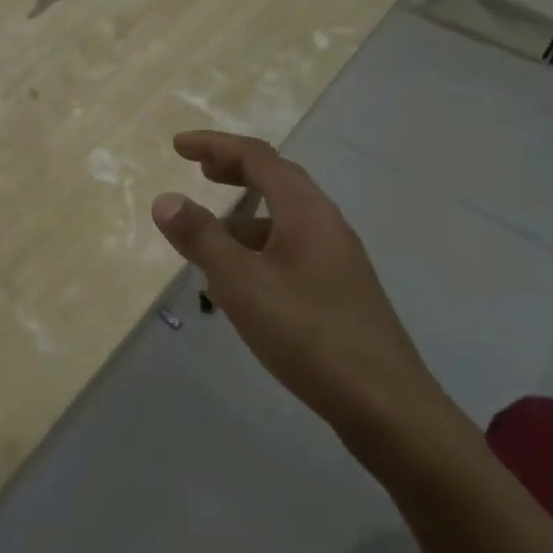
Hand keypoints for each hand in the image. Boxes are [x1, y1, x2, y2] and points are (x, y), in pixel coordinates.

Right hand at [150, 130, 451, 448]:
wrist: (386, 407)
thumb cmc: (308, 335)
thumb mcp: (241, 284)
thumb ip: (201, 238)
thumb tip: (165, 199)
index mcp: (305, 211)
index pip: (257, 157)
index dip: (215, 145)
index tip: (178, 147)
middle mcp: (325, 224)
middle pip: (277, 179)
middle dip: (234, 170)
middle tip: (198, 171)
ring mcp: (337, 259)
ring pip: (284, 218)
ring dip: (244, 213)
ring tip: (208, 234)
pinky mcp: (339, 290)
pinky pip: (291, 248)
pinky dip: (258, 246)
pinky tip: (241, 282)